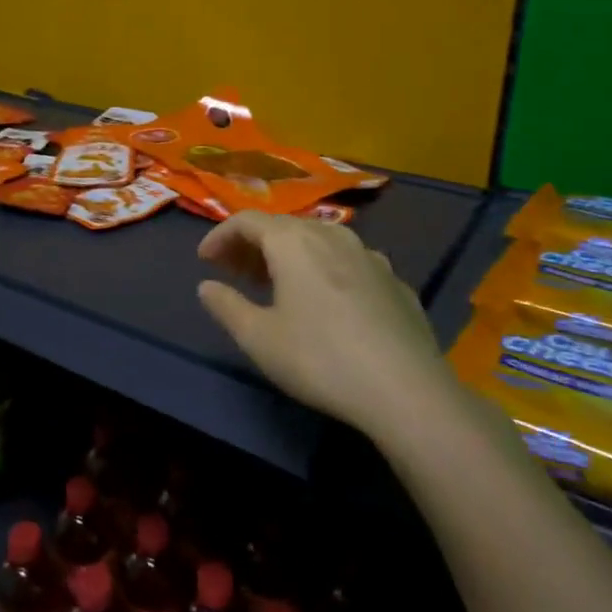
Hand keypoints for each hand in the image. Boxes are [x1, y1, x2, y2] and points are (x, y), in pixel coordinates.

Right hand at [197, 212, 451, 436]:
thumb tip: (206, 286)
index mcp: (293, 242)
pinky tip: (326, 302)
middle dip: (252, 244)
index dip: (220, 235)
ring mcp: (370, 256)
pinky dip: (325, 270)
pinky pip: (348, 262)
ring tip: (276, 284)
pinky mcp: (395, 281)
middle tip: (234, 272)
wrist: (407, 390)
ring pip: (319, 240)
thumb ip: (226, 306)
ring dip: (290, 254)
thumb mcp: (258, 338)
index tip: (204, 261)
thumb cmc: (320, 359)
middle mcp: (331, 236)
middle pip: (283, 226)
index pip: (247, 221)